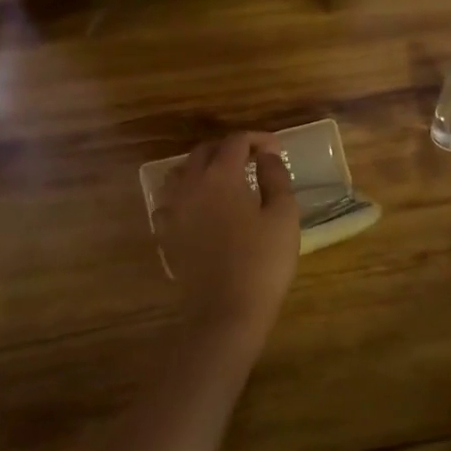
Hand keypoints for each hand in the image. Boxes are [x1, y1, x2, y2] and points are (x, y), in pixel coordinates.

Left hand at [155, 132, 299, 339]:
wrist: (226, 311)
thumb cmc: (262, 261)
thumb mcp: (283, 215)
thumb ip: (276, 177)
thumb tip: (267, 156)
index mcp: (221, 175)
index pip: (236, 142)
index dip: (257, 139)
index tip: (275, 150)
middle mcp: (191, 184)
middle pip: (204, 151)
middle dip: (228, 149)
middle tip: (252, 160)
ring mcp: (173, 209)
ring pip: (181, 172)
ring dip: (202, 167)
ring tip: (224, 179)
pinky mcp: (166, 233)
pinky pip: (170, 201)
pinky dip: (186, 194)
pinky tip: (200, 207)